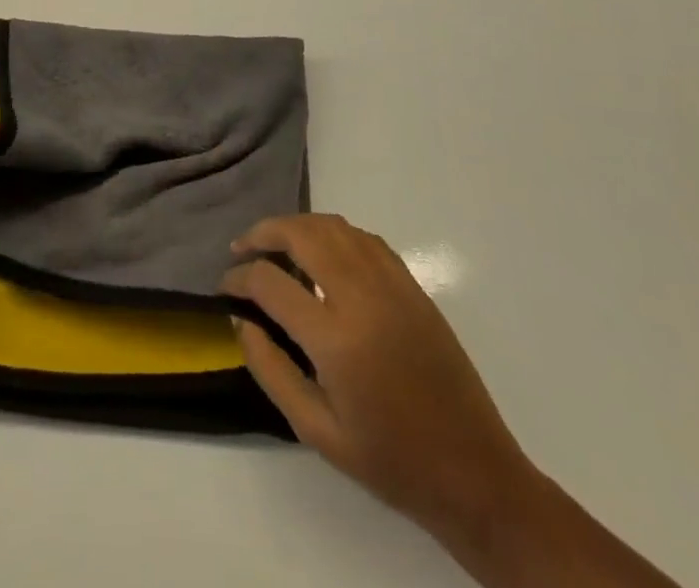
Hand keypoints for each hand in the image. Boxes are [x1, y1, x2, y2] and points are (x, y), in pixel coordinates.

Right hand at [222, 214, 532, 545]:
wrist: (473, 471)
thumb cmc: (390, 460)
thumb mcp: (316, 431)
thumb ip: (271, 370)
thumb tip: (241, 320)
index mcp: (336, 339)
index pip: (270, 282)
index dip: (238, 278)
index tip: (225, 287)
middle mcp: (362, 297)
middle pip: (302, 234)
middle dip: (263, 232)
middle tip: (242, 248)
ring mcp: (392, 285)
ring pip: (333, 226)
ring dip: (297, 226)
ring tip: (275, 243)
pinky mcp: (412, 285)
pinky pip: (363, 238)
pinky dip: (333, 233)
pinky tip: (322, 253)